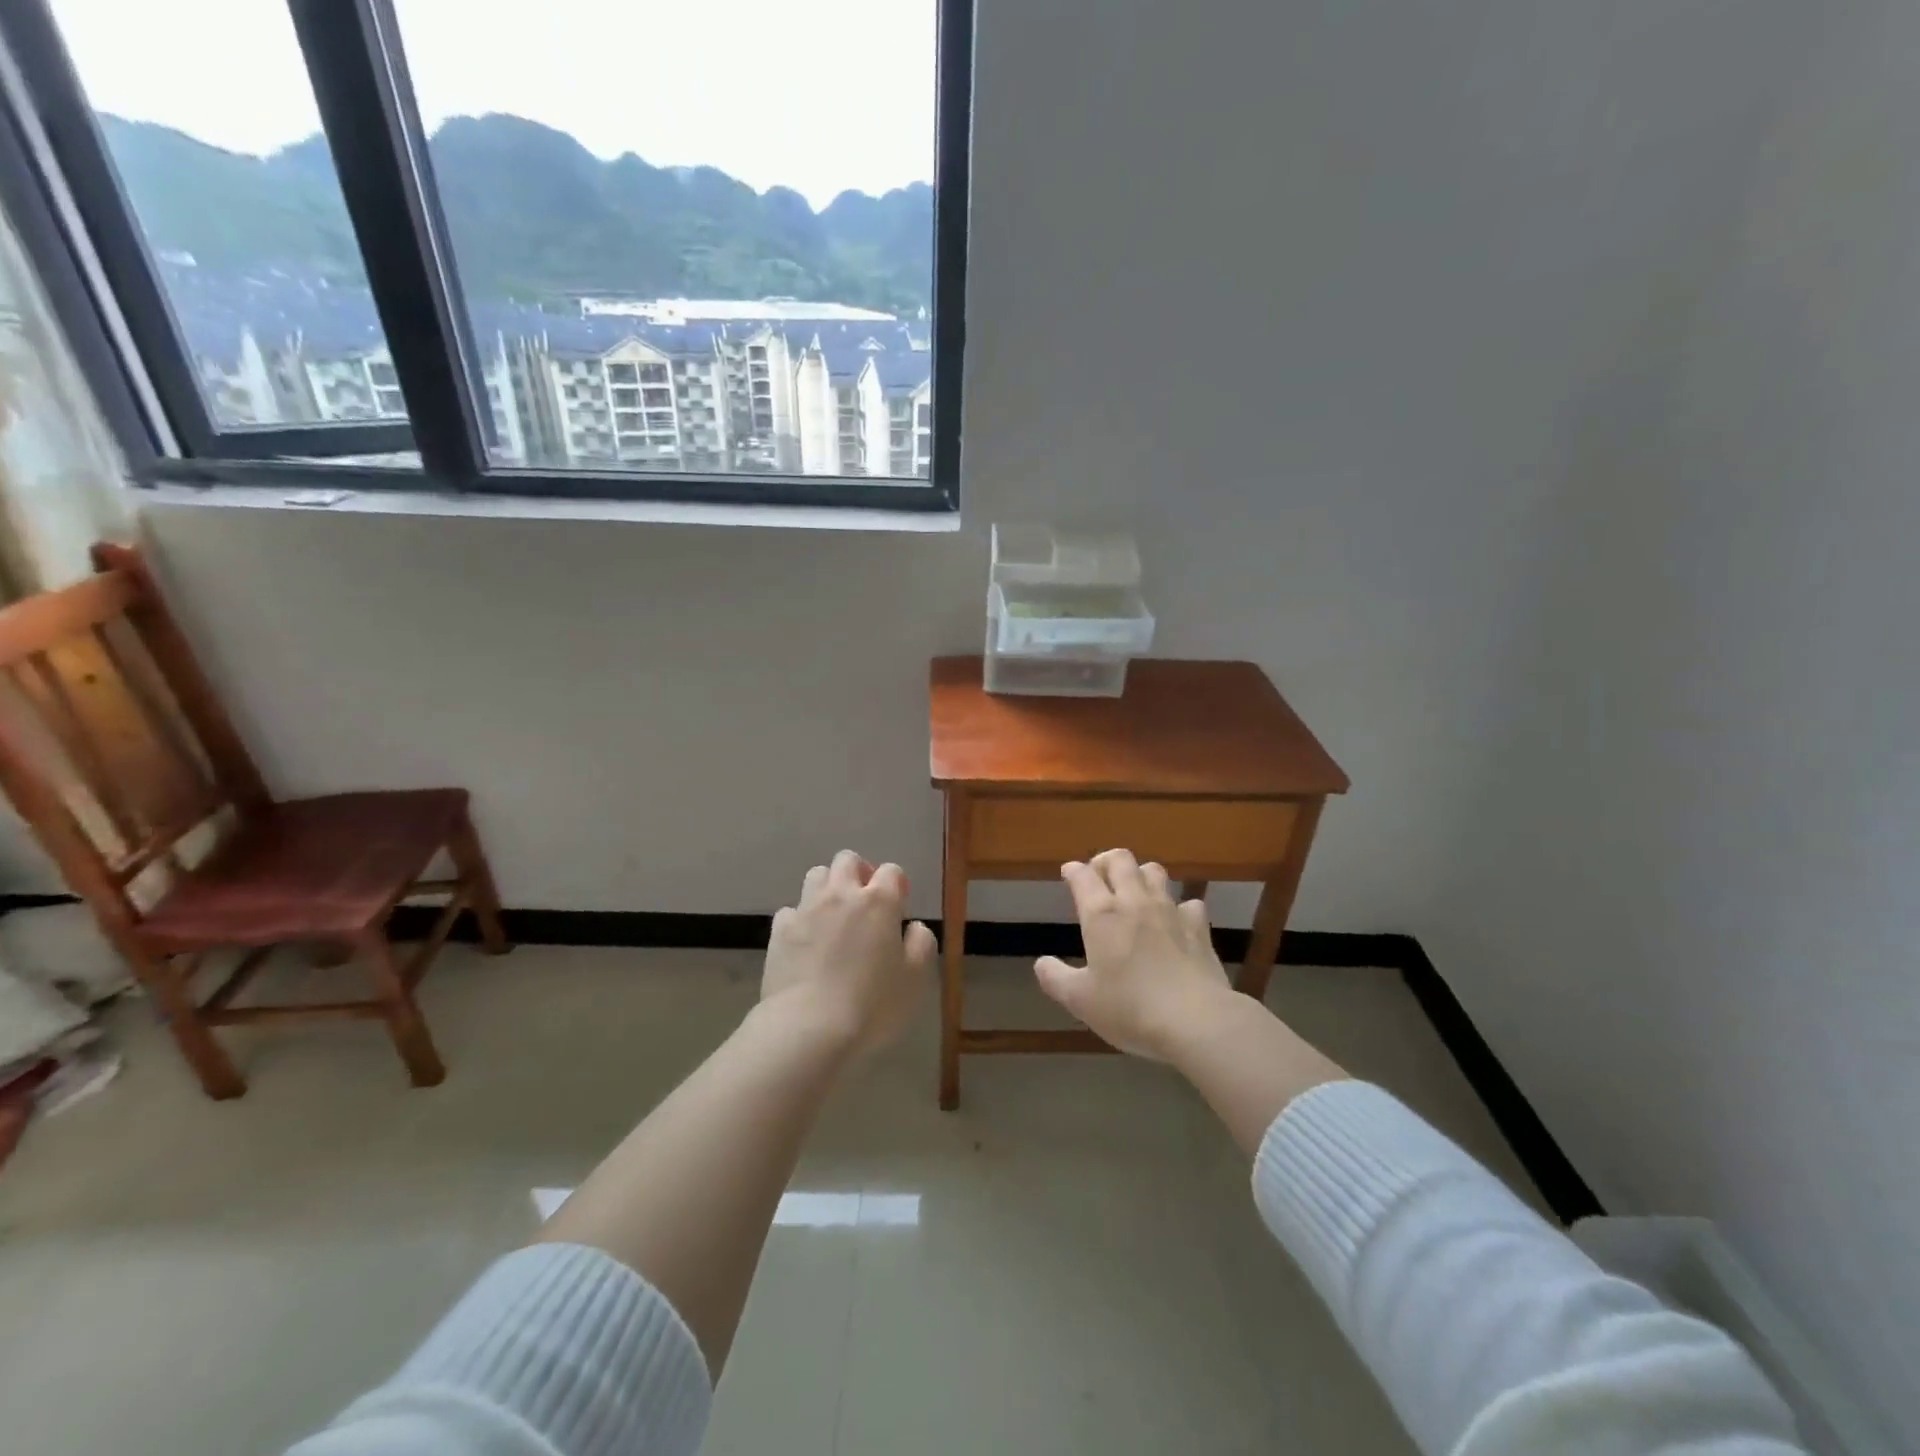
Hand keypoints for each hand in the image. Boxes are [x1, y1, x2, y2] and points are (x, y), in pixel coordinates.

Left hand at [762, 850, 934, 1053]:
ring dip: (828, 887)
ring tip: (834, 916)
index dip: (897, 885)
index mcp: (879, 901)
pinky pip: (791, 909)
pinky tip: (807, 941)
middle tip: (865, 902)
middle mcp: (841, 894)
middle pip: (848, 860)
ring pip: (816, 875)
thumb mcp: (915, 979)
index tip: (899, 908)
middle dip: (859, 873)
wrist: (808, 1029)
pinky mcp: (779, 930)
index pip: (891, 870)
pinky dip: (801, 918)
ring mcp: (806, 909)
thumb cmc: (872, 1005)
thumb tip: (913, 927)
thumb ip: (921, 943)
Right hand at [1034, 848, 1238, 1061]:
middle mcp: (1135, 902)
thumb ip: (1056, 978)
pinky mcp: (1199, 928)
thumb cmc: (1129, 1009)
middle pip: (1121, 860)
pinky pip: (1188, 903)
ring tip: (1135, 890)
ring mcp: (1170, 911)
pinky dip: (1179, 907)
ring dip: (1141, 874)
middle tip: (1099, 875)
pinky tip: (1176, 921)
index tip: (1068, 872)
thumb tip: (1041, 963)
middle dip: (1106, 861)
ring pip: (1155, 872)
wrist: (1196, 1020)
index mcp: (1101, 915)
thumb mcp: (1080, 1001)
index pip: (1083, 877)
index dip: (1073, 871)